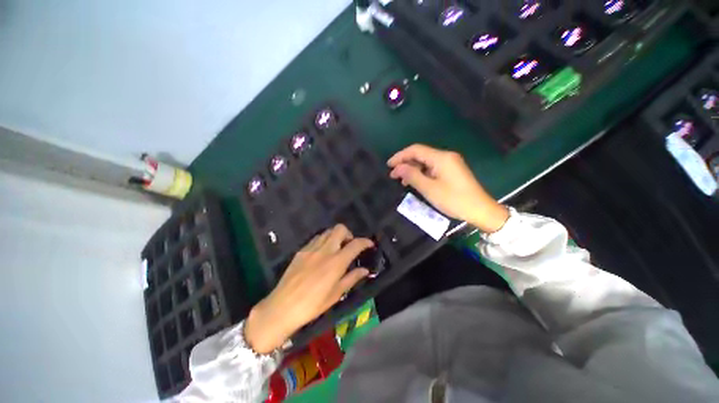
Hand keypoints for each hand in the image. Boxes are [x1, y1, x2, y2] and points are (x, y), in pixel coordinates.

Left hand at [244, 225, 372, 353]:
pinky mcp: (301, 250)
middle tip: (349, 246)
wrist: (282, 307)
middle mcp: (325, 250)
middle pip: (340, 229)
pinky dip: (324, 240)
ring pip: (327, 231)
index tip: (370, 244)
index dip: (365, 242)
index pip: (355, 244)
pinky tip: (322, 253)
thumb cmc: (312, 305)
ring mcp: (311, 248)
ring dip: (335, 236)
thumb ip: (352, 278)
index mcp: (336, 262)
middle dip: (349, 234)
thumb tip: (365, 270)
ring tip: (336, 248)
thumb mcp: (336, 294)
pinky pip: (316, 238)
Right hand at [388, 144, 508, 232]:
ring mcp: (450, 163)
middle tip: (393, 175)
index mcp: (441, 158)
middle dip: (405, 163)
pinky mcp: (451, 171)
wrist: (480, 210)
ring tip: (401, 180)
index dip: (400, 156)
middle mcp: (446, 156)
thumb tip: (398, 168)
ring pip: (426, 162)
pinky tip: (415, 182)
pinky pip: (432, 168)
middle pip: (420, 155)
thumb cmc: (454, 199)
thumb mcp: (430, 189)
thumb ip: (412, 176)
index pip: (415, 150)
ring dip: (412, 169)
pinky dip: (421, 173)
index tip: (388, 165)